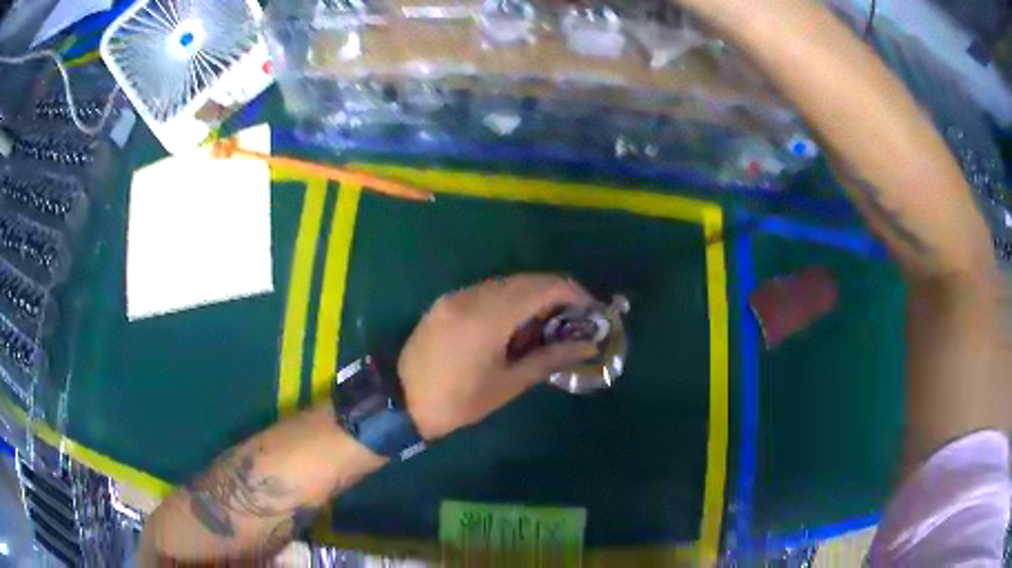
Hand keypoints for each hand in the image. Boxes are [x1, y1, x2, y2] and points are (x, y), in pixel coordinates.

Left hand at [399, 274, 599, 439]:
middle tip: (574, 320)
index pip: (543, 288)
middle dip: (556, 294)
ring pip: (506, 283)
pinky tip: (516, 324)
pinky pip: (487, 291)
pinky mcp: (446, 302)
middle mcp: (472, 296)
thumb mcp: (508, 384)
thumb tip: (587, 345)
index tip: (592, 311)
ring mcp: (456, 296)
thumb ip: (549, 358)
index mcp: (489, 316)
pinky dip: (509, 300)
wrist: (401, 401)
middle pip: (526, 280)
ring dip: (533, 296)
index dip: (574, 293)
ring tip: (548, 324)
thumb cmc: (458, 401)